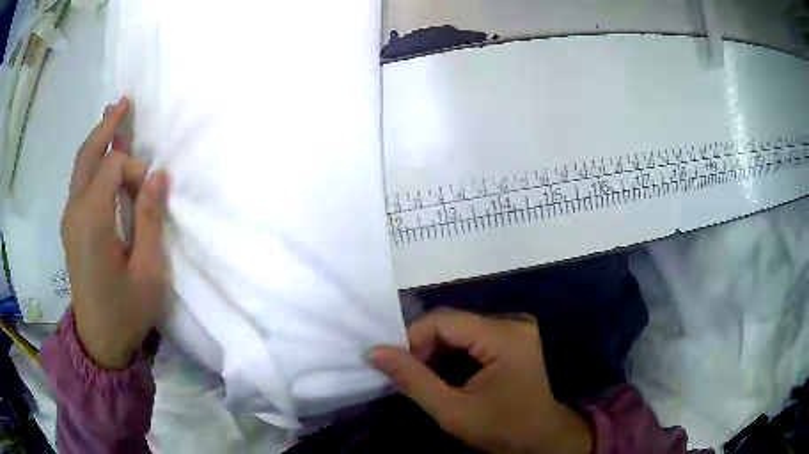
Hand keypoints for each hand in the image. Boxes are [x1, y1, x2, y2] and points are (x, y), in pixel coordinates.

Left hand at [61, 97, 169, 368]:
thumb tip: (159, 176)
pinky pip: (79, 183)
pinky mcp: (71, 228)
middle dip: (106, 126)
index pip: (112, 167)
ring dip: (98, 140)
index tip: (149, 194)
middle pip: (87, 155)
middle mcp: (75, 212)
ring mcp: (69, 219)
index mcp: (92, 221)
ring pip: (81, 166)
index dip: (134, 170)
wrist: (99, 342)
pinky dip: (92, 162)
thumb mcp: (148, 272)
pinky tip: (103, 157)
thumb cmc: (126, 312)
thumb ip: (150, 219)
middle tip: (124, 102)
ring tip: (115, 118)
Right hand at [370, 309, 592, 453]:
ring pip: (460, 327)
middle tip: (406, 373)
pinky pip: (472, 335)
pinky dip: (451, 351)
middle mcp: (513, 322)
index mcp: (504, 337)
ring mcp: (516, 327)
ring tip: (421, 375)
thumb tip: (374, 352)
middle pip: (453, 322)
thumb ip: (413, 380)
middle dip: (423, 346)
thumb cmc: (500, 429)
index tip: (393, 363)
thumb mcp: (452, 411)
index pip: (445, 320)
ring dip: (435, 349)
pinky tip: (442, 371)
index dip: (412, 337)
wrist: (539, 437)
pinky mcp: (513, 336)